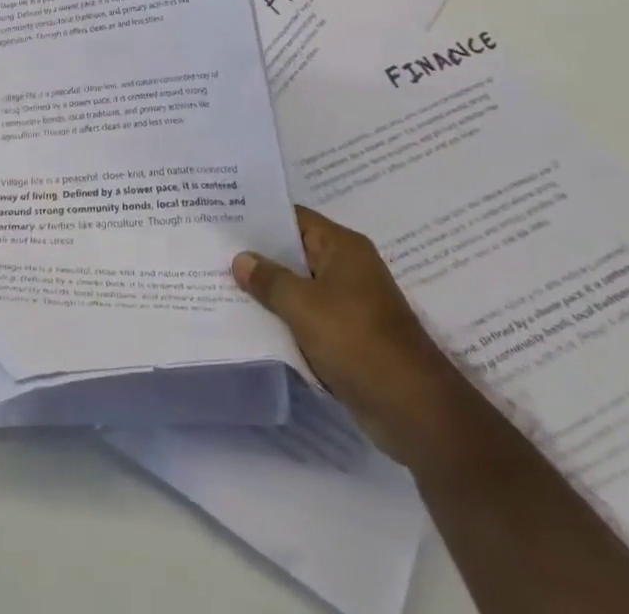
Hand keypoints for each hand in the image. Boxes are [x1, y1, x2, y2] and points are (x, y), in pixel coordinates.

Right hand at [234, 205, 467, 464]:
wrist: (414, 411)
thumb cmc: (358, 342)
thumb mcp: (304, 305)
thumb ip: (269, 279)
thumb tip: (240, 259)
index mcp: (342, 247)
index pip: (294, 218)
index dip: (259, 217)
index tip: (223, 218)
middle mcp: (347, 268)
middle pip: (294, 253)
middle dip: (259, 257)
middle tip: (215, 252)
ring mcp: (349, 304)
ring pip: (299, 288)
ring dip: (270, 292)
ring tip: (223, 285)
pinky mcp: (348, 338)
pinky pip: (308, 319)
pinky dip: (285, 321)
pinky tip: (252, 324)